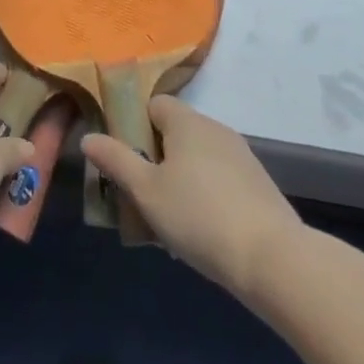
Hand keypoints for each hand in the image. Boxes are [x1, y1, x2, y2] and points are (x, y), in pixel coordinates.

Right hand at [81, 95, 302, 294]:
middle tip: (140, 193)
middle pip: (175, 132)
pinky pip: (219, 179)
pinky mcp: (258, 185)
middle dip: (155, 158)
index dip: (134, 124)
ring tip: (167, 219)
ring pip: (197, 158)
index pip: (154, 104)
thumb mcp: (146, 191)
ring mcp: (242, 156)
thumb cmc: (199, 216)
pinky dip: (204, 194)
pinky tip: (200, 231)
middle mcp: (216, 129)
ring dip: (179, 179)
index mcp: (187, 122)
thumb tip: (89, 137)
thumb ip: (115, 160)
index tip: (123, 156)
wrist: (273, 259)